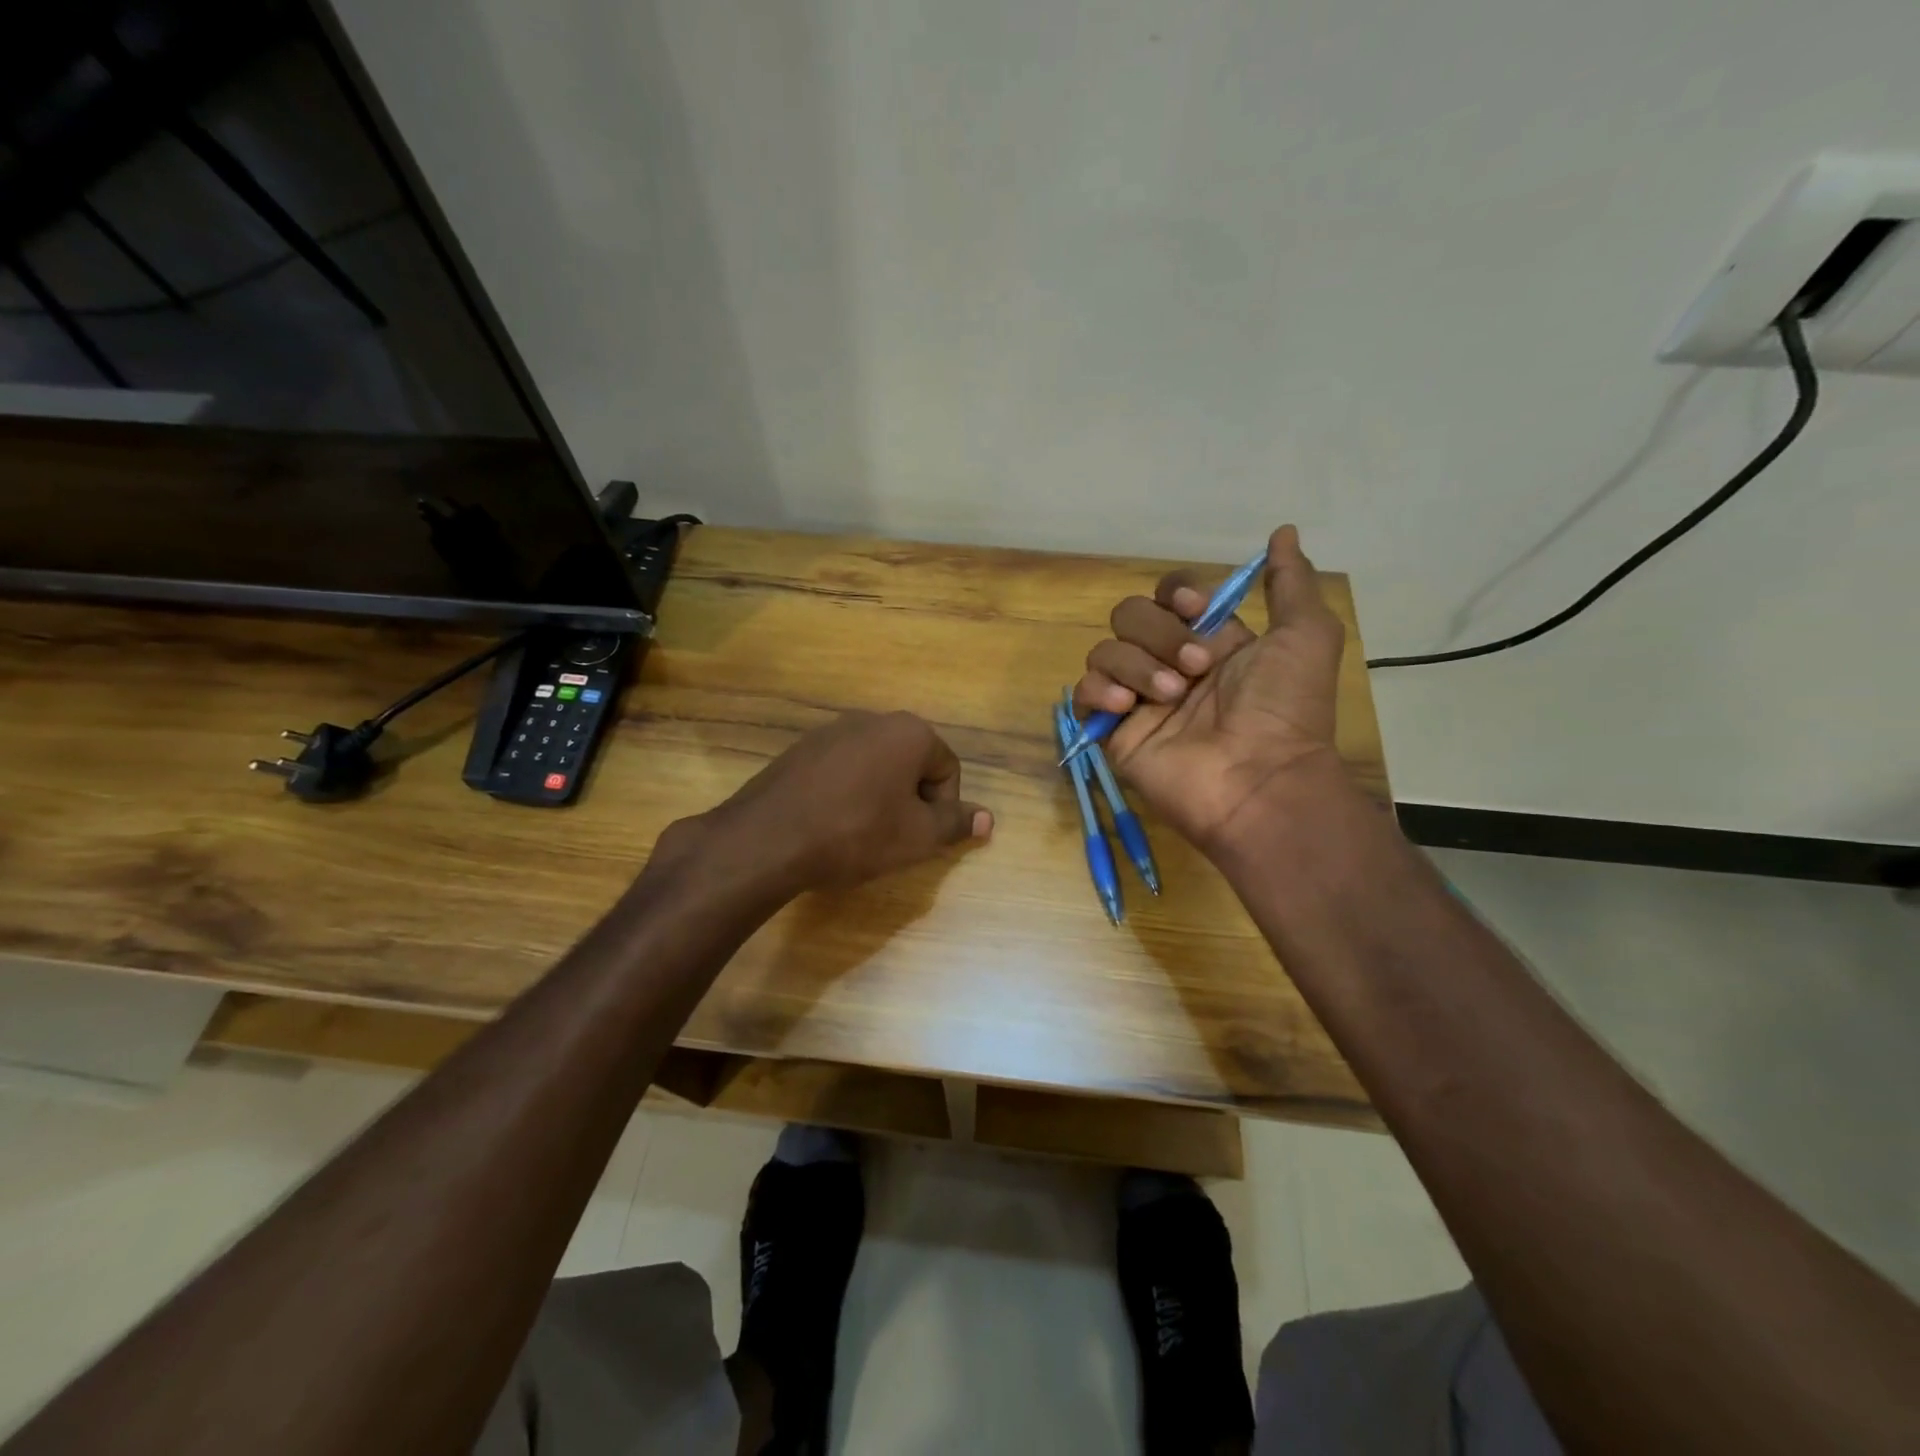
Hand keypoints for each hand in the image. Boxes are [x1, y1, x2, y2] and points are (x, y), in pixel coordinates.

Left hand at [666, 710, 991, 898]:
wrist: (769, 838)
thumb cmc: (857, 833)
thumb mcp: (917, 837)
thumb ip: (956, 823)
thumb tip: (989, 819)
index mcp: (909, 732)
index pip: (948, 768)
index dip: (943, 808)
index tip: (921, 838)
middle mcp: (872, 719)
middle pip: (912, 762)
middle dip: (912, 800)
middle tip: (895, 838)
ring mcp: (831, 730)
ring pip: (876, 765)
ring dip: (880, 796)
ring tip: (861, 833)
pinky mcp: (801, 749)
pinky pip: (842, 769)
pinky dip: (847, 793)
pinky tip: (831, 823)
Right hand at [1070, 525, 1346, 855]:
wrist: (1259, 779)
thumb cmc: (1285, 708)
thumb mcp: (1306, 636)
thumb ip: (1291, 583)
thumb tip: (1282, 531)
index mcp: (1209, 642)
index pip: (1168, 595)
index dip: (1174, 592)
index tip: (1194, 607)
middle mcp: (1169, 665)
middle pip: (1130, 615)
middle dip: (1159, 633)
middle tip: (1195, 670)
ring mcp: (1138, 699)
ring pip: (1105, 650)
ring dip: (1138, 665)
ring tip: (1171, 697)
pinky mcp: (1113, 731)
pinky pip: (1082, 692)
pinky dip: (1097, 690)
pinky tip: (1125, 705)